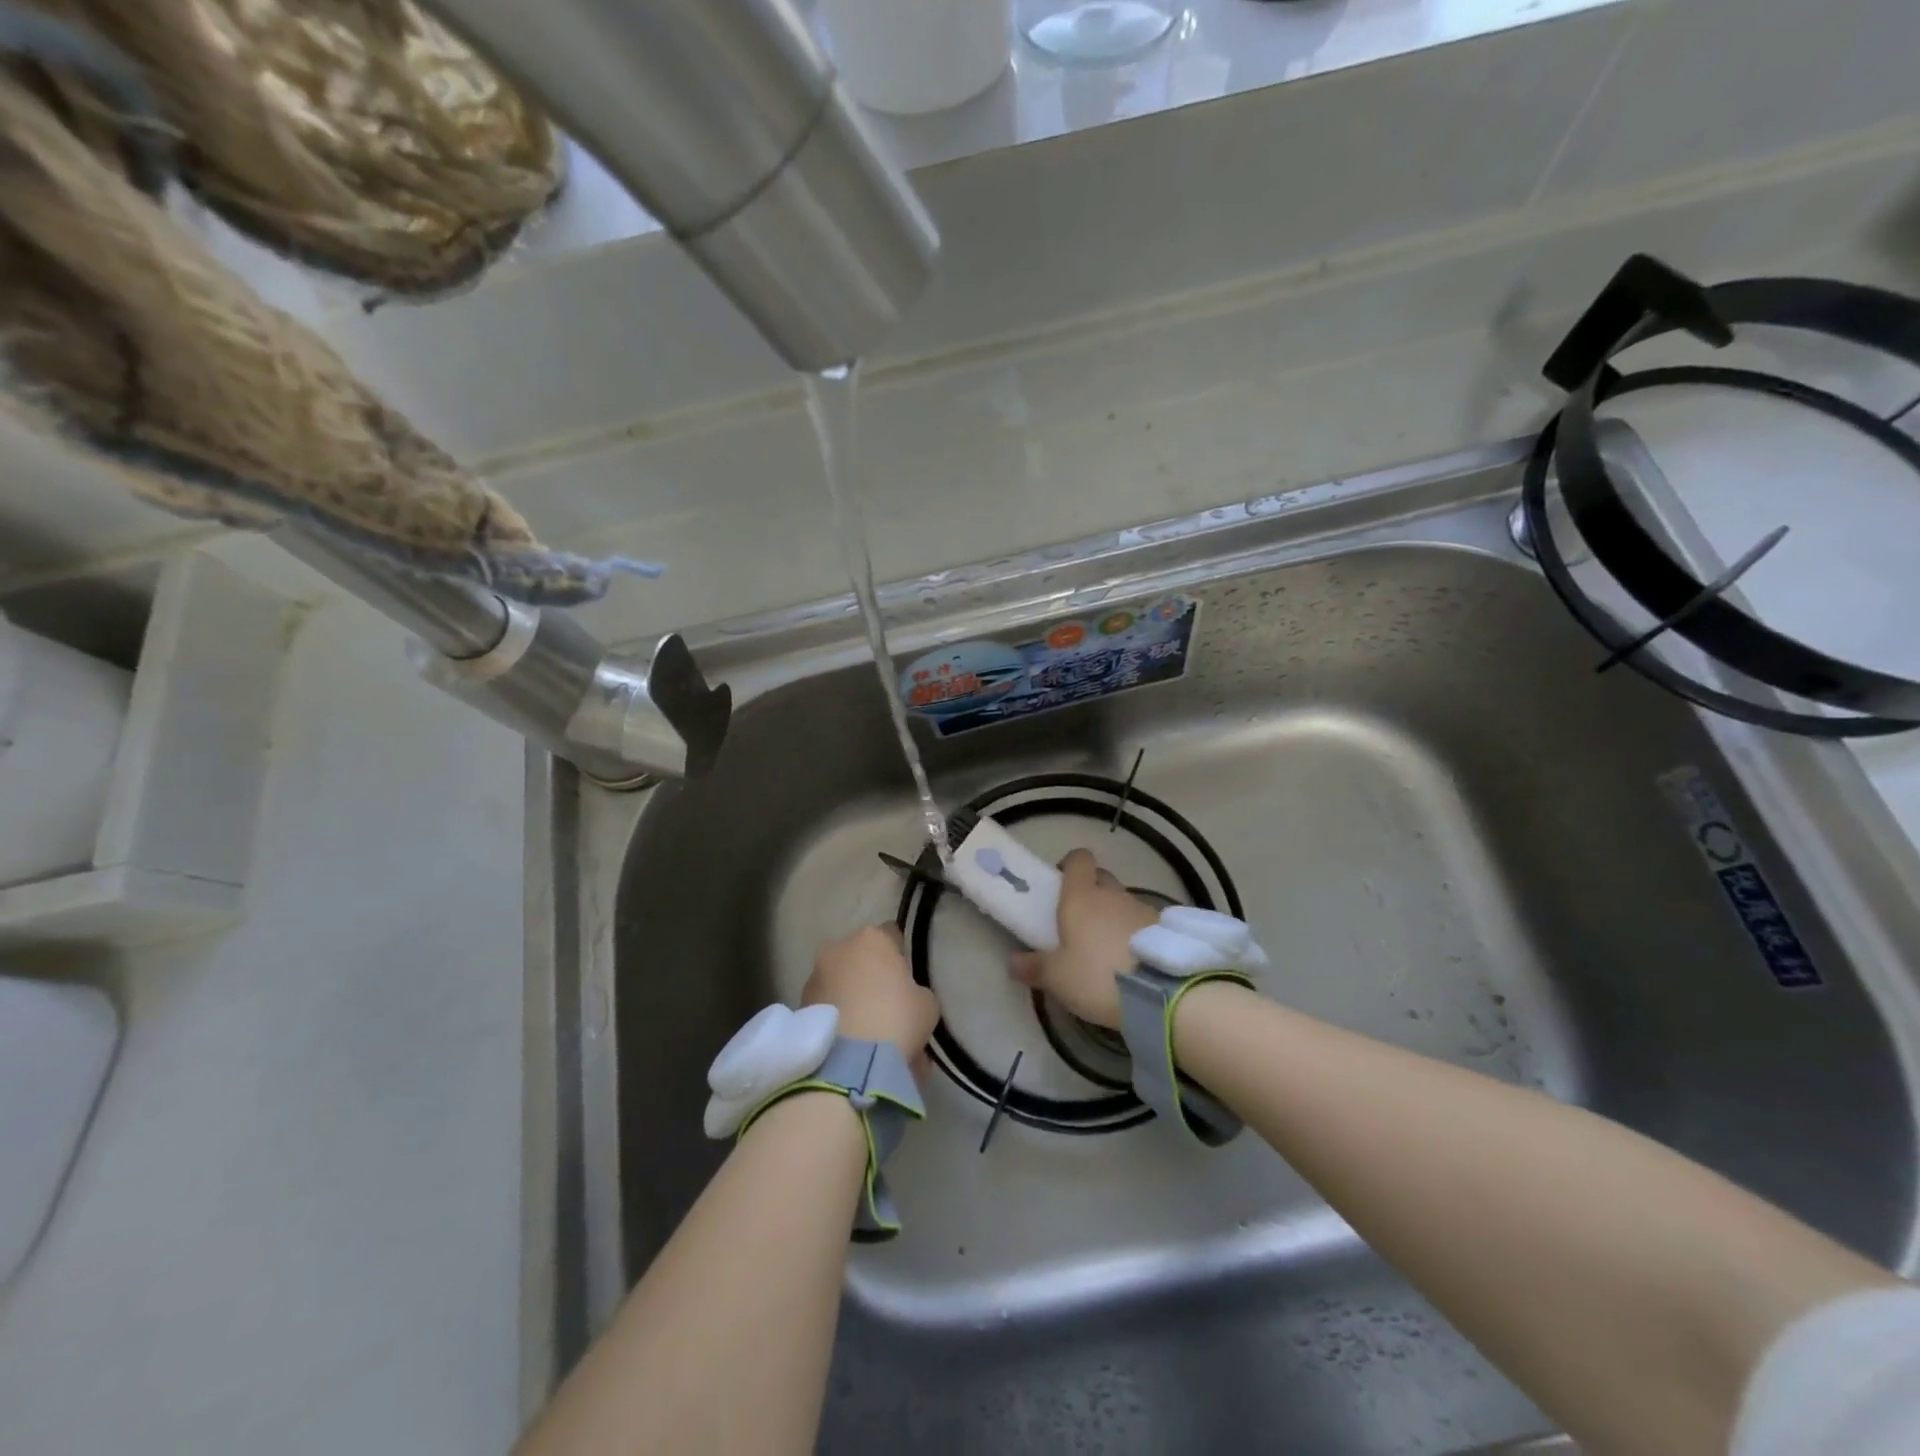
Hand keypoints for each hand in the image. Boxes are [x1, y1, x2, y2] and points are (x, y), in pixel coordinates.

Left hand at [803, 924, 939, 1062]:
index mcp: (872, 938)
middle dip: (873, 980)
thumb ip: (915, 991)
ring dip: (854, 1002)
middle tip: (889, 1011)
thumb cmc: (896, 1020)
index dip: (901, 958)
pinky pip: (829, 1009)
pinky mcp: (800, 1007)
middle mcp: (838, 949)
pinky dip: (839, 1021)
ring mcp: (814, 977)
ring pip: (842, 986)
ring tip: (870, 1037)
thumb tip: (904, 997)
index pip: (892, 935)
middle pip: (862, 960)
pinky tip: (854, 1048)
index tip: (907, 981)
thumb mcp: (926, 1004)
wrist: (849, 1064)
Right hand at [1009, 849, 1158, 1028]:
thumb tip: (1012, 961)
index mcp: (1081, 897)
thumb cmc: (1096, 976)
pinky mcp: (1166, 930)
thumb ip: (1033, 967)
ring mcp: (1143, 909)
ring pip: (1124, 901)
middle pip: (1102, 878)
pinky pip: (1145, 923)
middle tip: (1080, 919)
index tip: (1061, 884)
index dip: (1070, 866)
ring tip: (1109, 947)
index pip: (1078, 859)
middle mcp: (1113, 894)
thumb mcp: (1056, 978)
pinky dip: (1137, 933)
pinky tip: (1133, 960)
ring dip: (1115, 915)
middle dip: (1092, 890)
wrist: (1160, 994)